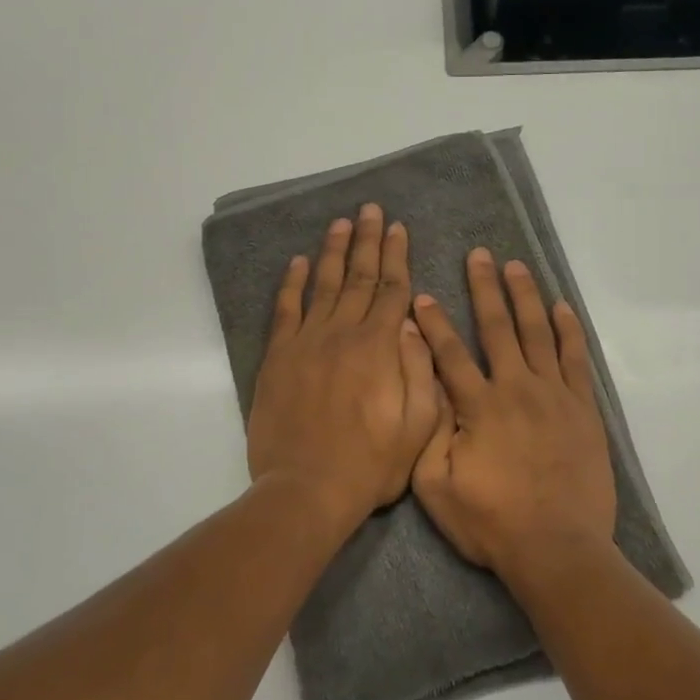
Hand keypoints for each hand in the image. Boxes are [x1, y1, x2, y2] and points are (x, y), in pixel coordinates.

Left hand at [247, 204, 439, 534]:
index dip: (398, 256)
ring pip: (324, 285)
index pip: (393, 290)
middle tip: (371, 209)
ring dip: (334, 251)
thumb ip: (421, 370)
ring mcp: (306, 343)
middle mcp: (343, 334)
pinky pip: (286, 310)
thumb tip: (415, 324)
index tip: (400, 228)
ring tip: (342, 223)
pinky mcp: (278, 358)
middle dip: (369, 241)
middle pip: (360, 277)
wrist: (306, 490)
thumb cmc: (370, 464)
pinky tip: (298, 263)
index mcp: (380, 348)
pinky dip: (292, 284)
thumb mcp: (419, 426)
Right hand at [409, 248, 617, 577]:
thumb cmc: (491, 522)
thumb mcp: (436, 486)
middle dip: (485, 289)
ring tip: (517, 267)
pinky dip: (568, 331)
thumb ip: (428, 432)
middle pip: (497, 328)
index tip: (423, 295)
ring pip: (538, 333)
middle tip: (480, 255)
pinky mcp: (583, 410)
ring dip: (525, 297)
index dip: (434, 323)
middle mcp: (516, 388)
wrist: (557, 549)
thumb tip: (425, 386)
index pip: (450, 353)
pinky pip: (575, 360)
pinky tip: (562, 308)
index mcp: (478, 406)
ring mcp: (554, 396)